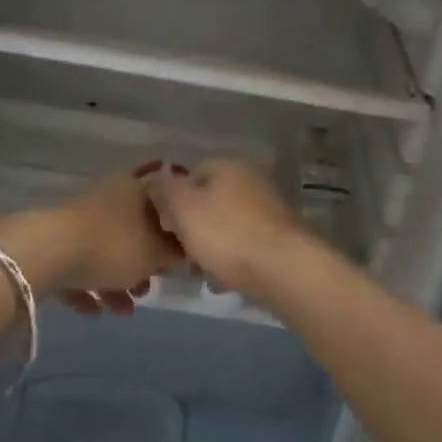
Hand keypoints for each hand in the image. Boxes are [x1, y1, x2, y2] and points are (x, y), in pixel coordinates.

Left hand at [0, 164, 183, 315]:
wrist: (47, 252)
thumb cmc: (112, 246)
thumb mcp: (155, 254)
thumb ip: (175, 253)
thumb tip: (187, 251)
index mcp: (135, 188)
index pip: (164, 200)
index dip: (175, 227)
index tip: (181, 253)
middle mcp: (108, 196)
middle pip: (134, 228)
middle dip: (143, 261)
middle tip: (150, 286)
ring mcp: (78, 219)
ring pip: (105, 249)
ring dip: (117, 281)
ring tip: (124, 310)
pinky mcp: (54, 241)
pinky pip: (78, 265)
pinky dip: (89, 287)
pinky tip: (95, 312)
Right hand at [146, 158, 309, 301]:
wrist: (283, 269)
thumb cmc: (226, 234)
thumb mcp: (183, 208)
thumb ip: (165, 190)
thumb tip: (158, 178)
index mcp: (228, 163)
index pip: (188, 173)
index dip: (170, 199)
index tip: (162, 227)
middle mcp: (250, 177)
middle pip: (208, 198)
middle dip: (191, 225)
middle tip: (178, 252)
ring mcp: (268, 205)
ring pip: (225, 221)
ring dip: (210, 243)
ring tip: (199, 269)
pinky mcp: (278, 233)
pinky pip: (244, 241)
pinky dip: (231, 255)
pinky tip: (224, 277)